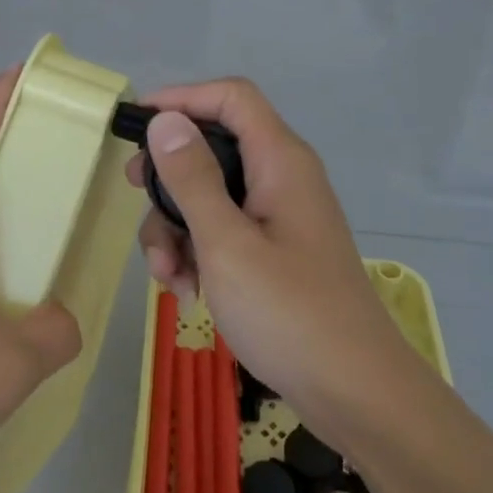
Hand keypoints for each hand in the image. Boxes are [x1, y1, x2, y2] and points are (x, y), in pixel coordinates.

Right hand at [126, 78, 420, 453]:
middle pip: (213, 149)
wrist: (356, 395)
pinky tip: (188, 292)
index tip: (137, 124)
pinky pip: (224, 230)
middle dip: (169, 178)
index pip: (231, 97)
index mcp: (279, 161)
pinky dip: (198, 252)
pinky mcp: (274, 251)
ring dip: (177, 228)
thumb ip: (192, 178)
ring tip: (168, 277)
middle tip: (136, 197)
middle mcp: (281, 178)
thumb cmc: (289, 313)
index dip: (182, 98)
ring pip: (210, 195)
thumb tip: (166, 120)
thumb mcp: (226, 243)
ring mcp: (278, 217)